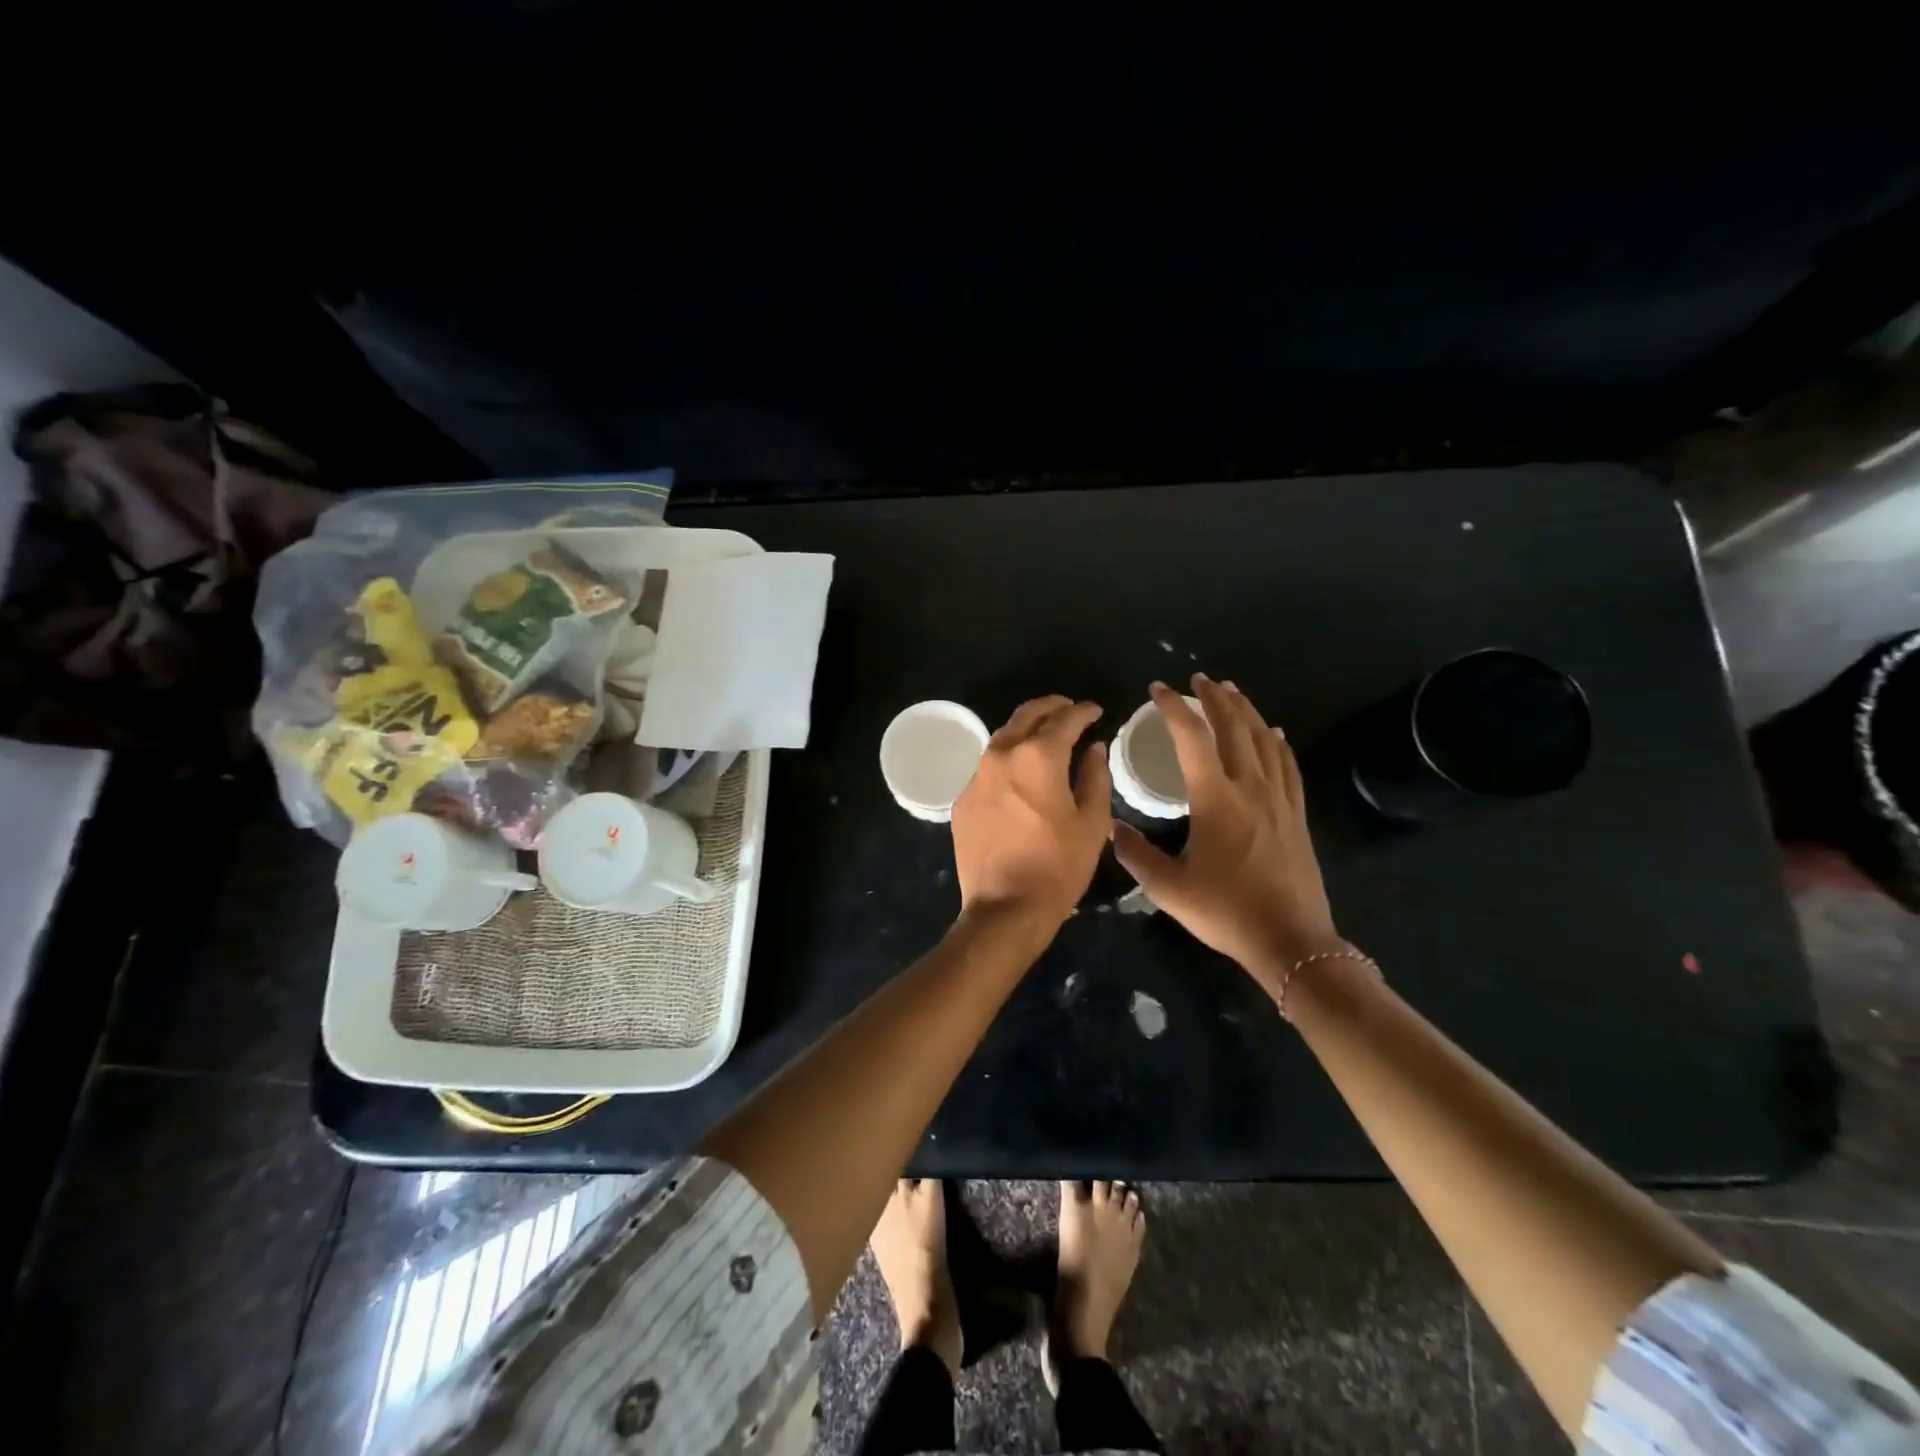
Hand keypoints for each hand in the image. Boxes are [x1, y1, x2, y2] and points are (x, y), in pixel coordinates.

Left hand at [952, 695, 1111, 930]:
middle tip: (1069, 711)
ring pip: (1003, 738)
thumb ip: (1095, 777)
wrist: (1004, 908)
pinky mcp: (962, 799)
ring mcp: (976, 777)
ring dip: (1026, 731)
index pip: (1064, 719)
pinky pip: (988, 768)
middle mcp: (1001, 755)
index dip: (1083, 712)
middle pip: (1026, 715)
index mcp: (1037, 756)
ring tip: (1045, 737)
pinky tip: (1019, 776)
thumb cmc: (1058, 867)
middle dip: (1051, 708)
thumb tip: (1094, 748)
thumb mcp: (1092, 823)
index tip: (1096, 711)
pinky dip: (1007, 762)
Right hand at [1111, 676, 1342, 999]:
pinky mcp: (1296, 815)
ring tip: (1231, 691)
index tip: (1157, 689)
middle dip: (1214, 698)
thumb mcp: (1168, 888)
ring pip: (1265, 740)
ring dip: (1246, 711)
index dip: (1173, 708)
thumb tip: (1110, 828)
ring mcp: (1279, 800)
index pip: (1191, 738)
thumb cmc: (1225, 912)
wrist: (1291, 941)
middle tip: (1198, 679)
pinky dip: (1278, 742)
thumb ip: (1135, 854)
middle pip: (1234, 728)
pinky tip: (1274, 732)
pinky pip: (1288, 766)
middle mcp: (1250, 788)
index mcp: (1215, 799)